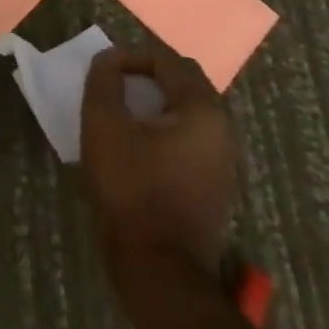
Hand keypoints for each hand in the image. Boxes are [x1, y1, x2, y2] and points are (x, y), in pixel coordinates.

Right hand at [81, 45, 237, 270]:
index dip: (132, 57)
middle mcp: (223, 130)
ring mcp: (224, 162)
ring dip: (158, 103)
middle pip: (185, 83)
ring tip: (123, 112)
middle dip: (149, 76)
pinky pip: (192, 139)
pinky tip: (140, 144)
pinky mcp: (216, 186)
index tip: (104, 70)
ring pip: (189, 111)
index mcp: (203, 110)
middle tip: (115, 85)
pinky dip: (167, 129)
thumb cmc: (130, 188)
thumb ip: (105, 80)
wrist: (159, 271)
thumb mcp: (104, 124)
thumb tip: (110, 59)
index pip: (168, 61)